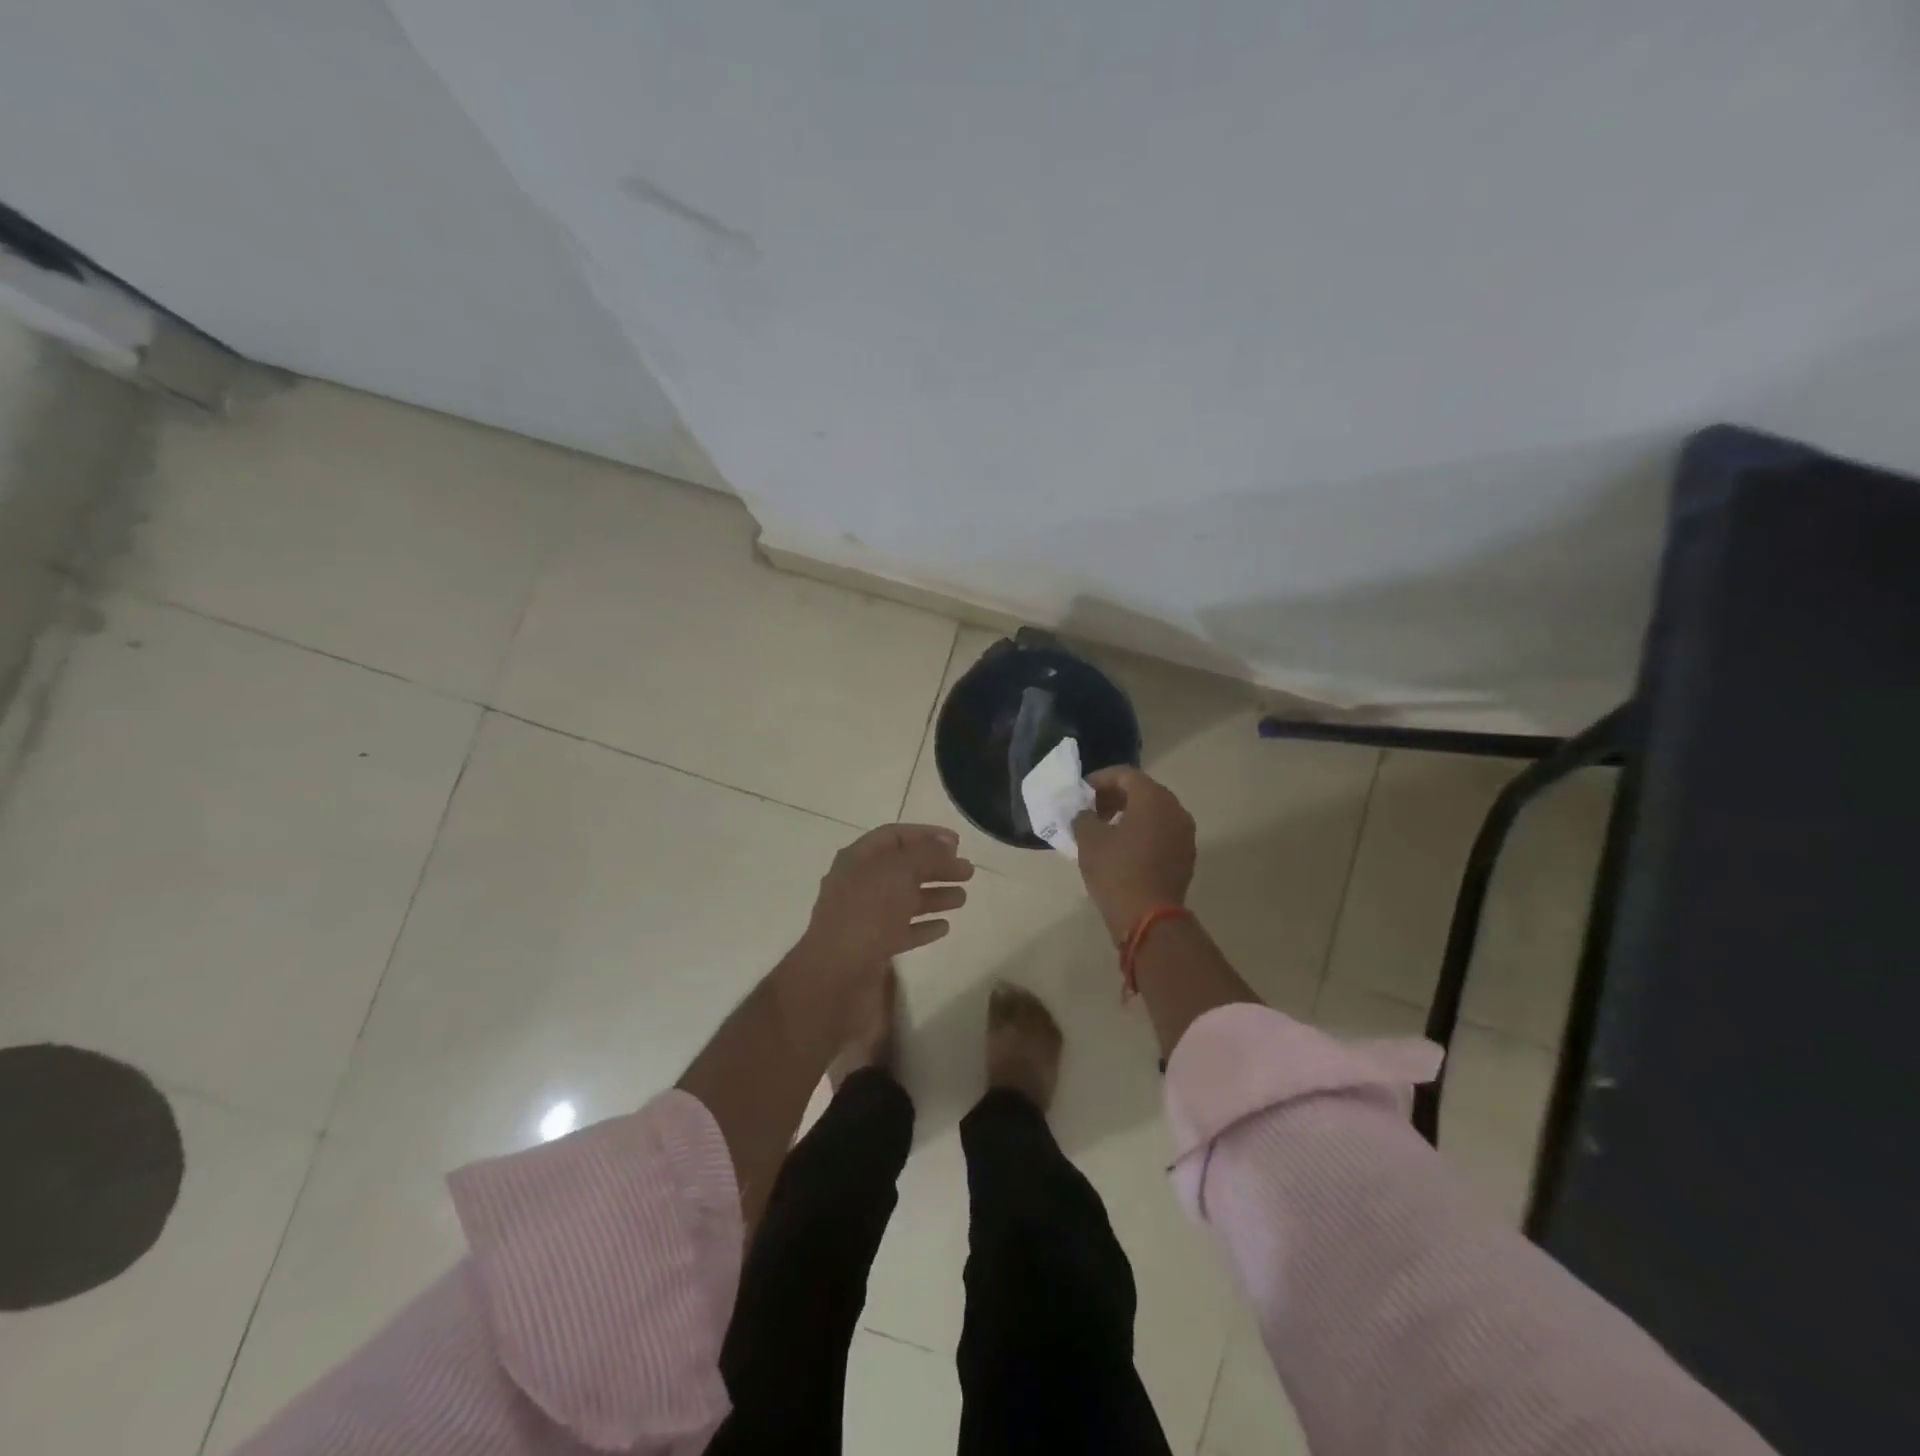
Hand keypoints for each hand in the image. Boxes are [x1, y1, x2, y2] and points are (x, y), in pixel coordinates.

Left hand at [797, 823, 974, 973]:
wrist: (836, 977)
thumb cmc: (867, 914)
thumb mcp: (899, 873)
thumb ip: (926, 854)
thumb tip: (946, 844)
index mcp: (858, 859)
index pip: (894, 836)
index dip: (926, 835)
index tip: (958, 843)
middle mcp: (858, 884)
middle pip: (903, 868)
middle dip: (936, 867)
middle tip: (968, 872)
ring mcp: (864, 918)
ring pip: (904, 899)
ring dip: (934, 896)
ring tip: (963, 898)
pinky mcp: (871, 948)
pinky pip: (902, 930)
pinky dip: (923, 926)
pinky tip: (945, 927)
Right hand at [1072, 766, 1195, 941]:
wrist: (1148, 918)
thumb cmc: (1116, 871)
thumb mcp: (1089, 840)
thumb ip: (1083, 817)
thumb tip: (1085, 813)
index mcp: (1153, 798)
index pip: (1125, 774)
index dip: (1099, 779)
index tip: (1081, 792)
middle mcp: (1175, 809)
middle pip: (1142, 791)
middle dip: (1114, 796)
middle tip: (1091, 810)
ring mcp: (1184, 834)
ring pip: (1154, 812)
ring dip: (1129, 814)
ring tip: (1105, 829)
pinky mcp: (1185, 856)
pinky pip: (1161, 832)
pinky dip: (1142, 832)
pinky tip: (1123, 848)